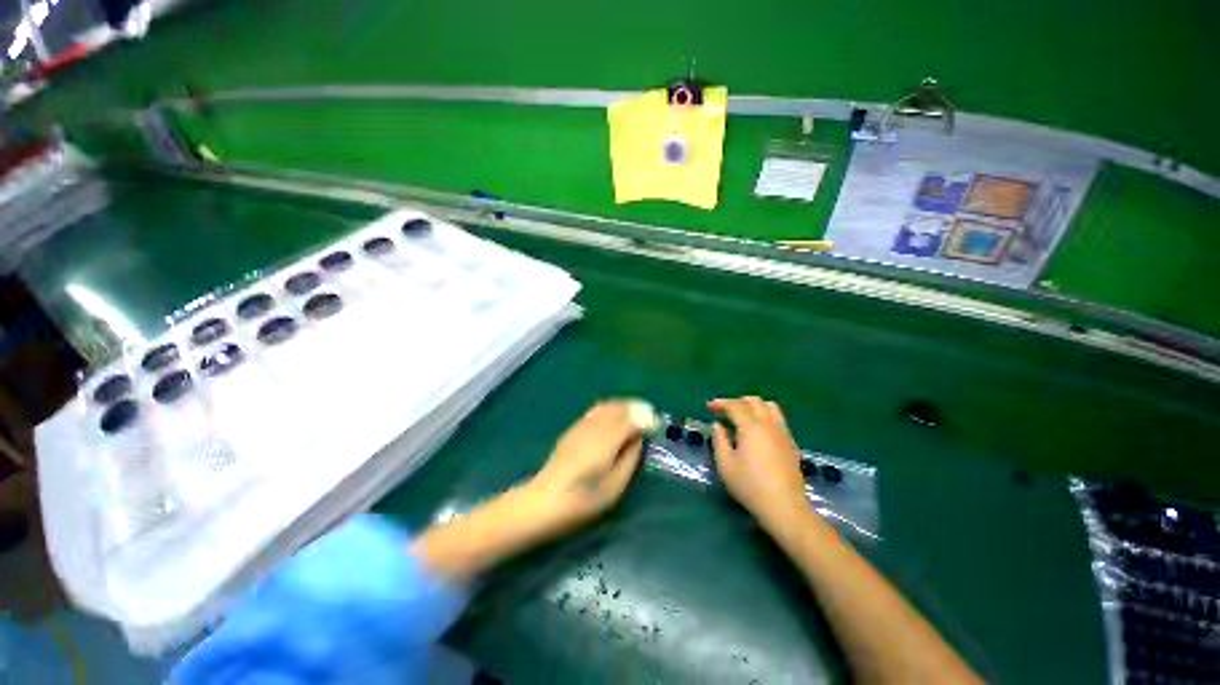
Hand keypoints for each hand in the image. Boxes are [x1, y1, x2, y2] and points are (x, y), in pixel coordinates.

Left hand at [525, 401, 644, 535]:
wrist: (544, 501)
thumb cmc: (583, 500)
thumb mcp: (614, 487)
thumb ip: (629, 459)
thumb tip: (639, 438)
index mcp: (606, 441)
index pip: (631, 418)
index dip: (646, 418)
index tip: (657, 425)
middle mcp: (594, 426)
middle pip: (619, 407)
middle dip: (636, 408)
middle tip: (649, 419)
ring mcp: (581, 425)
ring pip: (607, 405)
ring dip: (623, 406)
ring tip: (634, 416)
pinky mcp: (573, 428)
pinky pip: (596, 410)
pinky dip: (610, 409)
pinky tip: (614, 418)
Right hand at [708, 396, 807, 526]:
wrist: (785, 507)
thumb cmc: (750, 485)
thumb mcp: (725, 464)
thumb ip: (719, 440)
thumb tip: (718, 425)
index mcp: (752, 427)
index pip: (735, 405)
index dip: (721, 403)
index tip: (709, 406)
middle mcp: (769, 424)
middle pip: (755, 401)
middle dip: (737, 401)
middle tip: (724, 410)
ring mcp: (783, 433)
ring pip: (770, 407)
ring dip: (754, 406)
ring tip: (742, 416)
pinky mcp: (791, 443)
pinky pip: (778, 419)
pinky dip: (765, 416)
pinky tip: (758, 431)